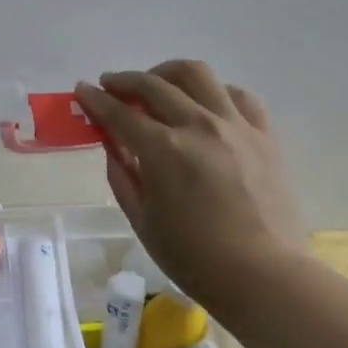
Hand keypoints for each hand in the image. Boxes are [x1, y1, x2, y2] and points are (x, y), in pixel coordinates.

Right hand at [74, 61, 308, 318]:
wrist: (262, 274)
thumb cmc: (193, 257)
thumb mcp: (142, 220)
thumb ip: (123, 177)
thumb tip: (113, 146)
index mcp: (163, 150)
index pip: (120, 114)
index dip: (96, 100)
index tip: (83, 89)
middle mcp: (198, 125)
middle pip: (155, 84)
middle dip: (126, 80)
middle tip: (111, 85)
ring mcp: (236, 126)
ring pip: (198, 75)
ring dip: (169, 73)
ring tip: (158, 84)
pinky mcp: (264, 135)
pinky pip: (237, 96)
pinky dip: (213, 92)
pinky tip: (205, 104)